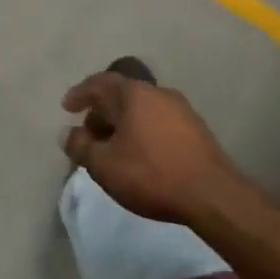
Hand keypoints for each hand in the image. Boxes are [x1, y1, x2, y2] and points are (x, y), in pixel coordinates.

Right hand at [62, 72, 235, 224]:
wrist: (213, 195)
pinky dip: (141, 133)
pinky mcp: (196, 130)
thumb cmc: (151, 174)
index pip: (99, 83)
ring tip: (112, 149)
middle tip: (87, 135)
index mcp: (133, 93)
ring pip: (141, 110)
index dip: (80, 93)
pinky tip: (139, 156)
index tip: (67, 107)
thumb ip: (80, 147)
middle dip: (100, 114)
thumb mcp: (105, 165)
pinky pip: (158, 123)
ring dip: (122, 125)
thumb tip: (67, 133)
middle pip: (121, 96)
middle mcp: (158, 93)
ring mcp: (181, 110)